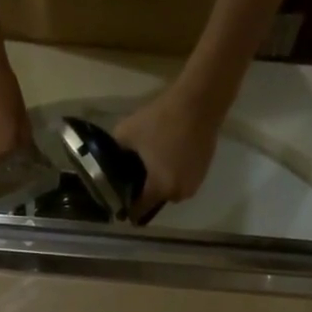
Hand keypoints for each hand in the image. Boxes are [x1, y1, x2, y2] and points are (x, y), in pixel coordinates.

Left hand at [114, 86, 223, 218]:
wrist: (199, 102)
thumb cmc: (162, 119)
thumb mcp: (126, 133)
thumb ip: (115, 153)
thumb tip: (108, 163)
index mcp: (159, 188)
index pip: (139, 210)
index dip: (127, 207)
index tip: (118, 201)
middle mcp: (179, 192)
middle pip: (156, 201)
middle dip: (144, 194)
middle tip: (134, 178)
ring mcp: (194, 183)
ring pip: (171, 191)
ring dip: (161, 184)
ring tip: (150, 167)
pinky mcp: (203, 171)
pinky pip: (182, 180)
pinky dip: (174, 174)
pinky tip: (166, 158)